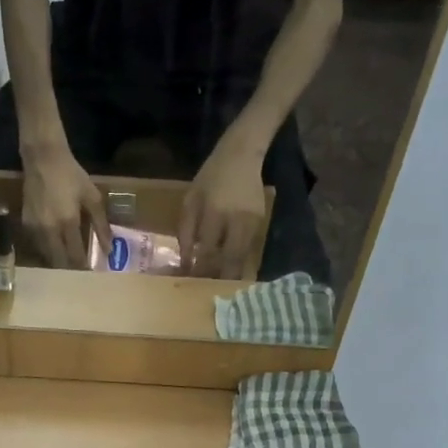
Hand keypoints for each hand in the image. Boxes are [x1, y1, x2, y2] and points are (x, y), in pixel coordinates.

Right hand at [22, 142, 109, 267]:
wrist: (43, 158)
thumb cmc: (71, 175)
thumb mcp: (92, 197)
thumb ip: (101, 224)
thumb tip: (109, 249)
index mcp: (68, 223)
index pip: (75, 255)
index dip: (83, 267)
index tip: (91, 274)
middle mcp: (49, 230)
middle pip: (58, 261)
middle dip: (69, 269)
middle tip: (78, 273)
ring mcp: (34, 228)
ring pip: (45, 256)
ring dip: (56, 261)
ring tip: (67, 263)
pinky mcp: (25, 223)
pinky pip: (36, 245)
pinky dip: (46, 250)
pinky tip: (53, 248)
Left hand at [180, 136, 266, 278]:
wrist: (242, 155)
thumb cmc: (210, 177)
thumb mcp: (190, 199)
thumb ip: (186, 230)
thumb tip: (186, 260)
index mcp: (214, 212)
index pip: (205, 250)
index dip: (198, 269)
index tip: (189, 282)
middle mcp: (236, 219)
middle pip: (228, 259)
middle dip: (217, 278)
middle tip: (207, 292)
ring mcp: (252, 222)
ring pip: (241, 257)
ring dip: (230, 273)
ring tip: (218, 286)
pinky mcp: (262, 222)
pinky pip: (249, 249)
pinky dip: (239, 261)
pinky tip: (230, 270)